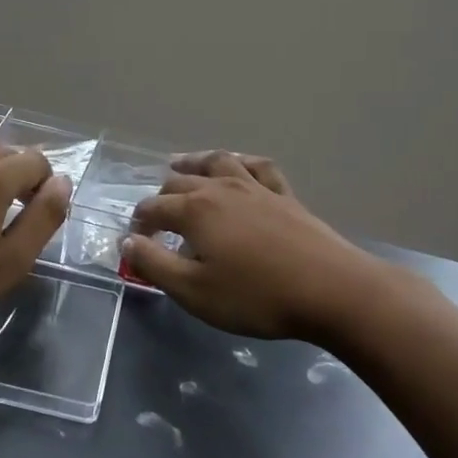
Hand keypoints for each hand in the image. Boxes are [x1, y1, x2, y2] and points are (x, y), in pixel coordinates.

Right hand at [122, 151, 406, 342]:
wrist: (330, 290)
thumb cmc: (256, 296)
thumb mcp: (194, 291)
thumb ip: (155, 265)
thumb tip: (127, 242)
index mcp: (194, 210)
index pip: (153, 208)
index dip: (138, 225)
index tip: (135, 244)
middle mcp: (220, 188)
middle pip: (179, 182)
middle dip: (160, 198)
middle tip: (154, 219)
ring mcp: (255, 187)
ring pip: (217, 163)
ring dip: (193, 162)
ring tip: (179, 164)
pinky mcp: (284, 195)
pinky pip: (258, 167)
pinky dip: (241, 162)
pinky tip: (238, 165)